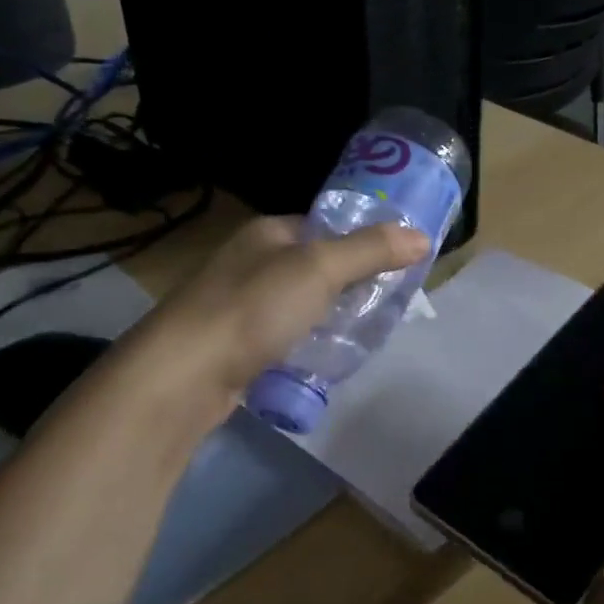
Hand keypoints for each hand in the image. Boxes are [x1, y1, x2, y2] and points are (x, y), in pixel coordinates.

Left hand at [121, 215, 428, 424]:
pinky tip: (322, 361)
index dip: (360, 241)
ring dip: (327, 318)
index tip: (394, 265)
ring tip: (361, 335)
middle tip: (385, 305)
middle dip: (348, 285)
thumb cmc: (253, 309)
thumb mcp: (320, 269)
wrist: (182, 377)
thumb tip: (422, 237)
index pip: (323, 226)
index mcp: (267, 233)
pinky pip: (282, 338)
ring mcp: (237, 306)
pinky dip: (304, 345)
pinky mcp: (233, 346)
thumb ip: (370, 251)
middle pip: (313, 267)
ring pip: (298, 305)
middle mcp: (249, 262)